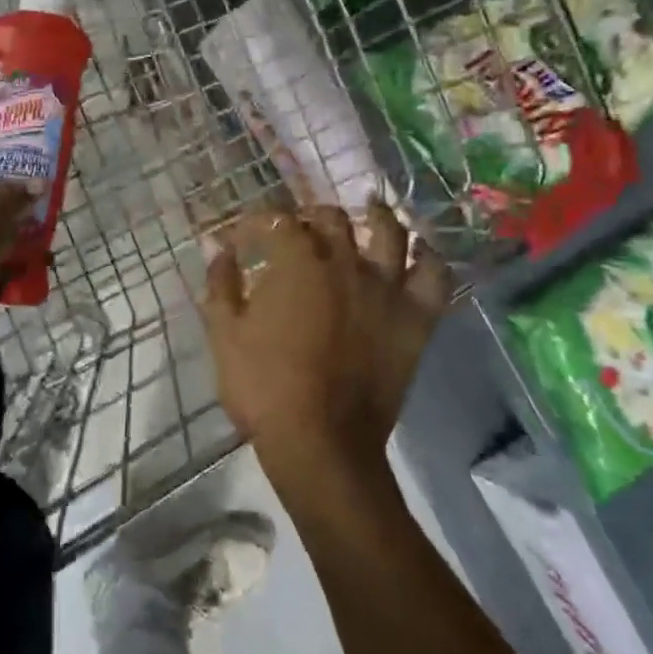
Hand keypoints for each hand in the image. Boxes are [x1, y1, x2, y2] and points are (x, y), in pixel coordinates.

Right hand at [199, 201, 454, 498]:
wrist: (321, 443)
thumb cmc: (264, 388)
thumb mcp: (224, 334)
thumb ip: (221, 283)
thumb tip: (218, 247)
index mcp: (296, 263)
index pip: (276, 221)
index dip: (256, 223)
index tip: (242, 238)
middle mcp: (344, 263)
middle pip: (331, 218)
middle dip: (309, 216)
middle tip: (298, 230)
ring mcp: (386, 289)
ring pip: (390, 232)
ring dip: (377, 216)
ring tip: (369, 210)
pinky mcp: (415, 320)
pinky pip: (434, 277)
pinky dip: (428, 258)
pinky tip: (418, 252)